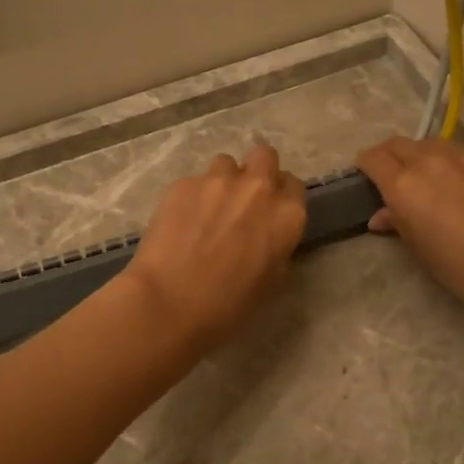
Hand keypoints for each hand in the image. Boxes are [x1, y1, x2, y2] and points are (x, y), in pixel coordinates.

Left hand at [125, 145, 307, 352]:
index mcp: (287, 215)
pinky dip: (192, 196)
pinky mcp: (183, 183)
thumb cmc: (228, 306)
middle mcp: (258, 188)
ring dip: (222, 181)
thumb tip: (268, 236)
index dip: (281, 197)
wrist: (169, 303)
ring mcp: (218, 181)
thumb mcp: (272, 281)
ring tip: (207, 209)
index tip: (269, 213)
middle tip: (243, 200)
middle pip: (265, 157)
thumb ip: (277, 246)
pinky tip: (180, 222)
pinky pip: (194, 181)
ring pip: (226, 164)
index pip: (294, 185)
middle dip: (257, 172)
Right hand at [356, 136, 463, 321]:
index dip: (363, 167)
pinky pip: (449, 151)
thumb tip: (381, 215)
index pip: (372, 158)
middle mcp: (428, 162)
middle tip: (385, 181)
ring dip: (412, 155)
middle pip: (396, 145)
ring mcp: (460, 158)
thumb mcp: (423, 253)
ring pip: (424, 144)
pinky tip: (446, 183)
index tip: (362, 182)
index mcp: (404, 185)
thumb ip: (400, 225)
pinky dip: (437, 159)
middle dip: (385, 157)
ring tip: (416, 179)